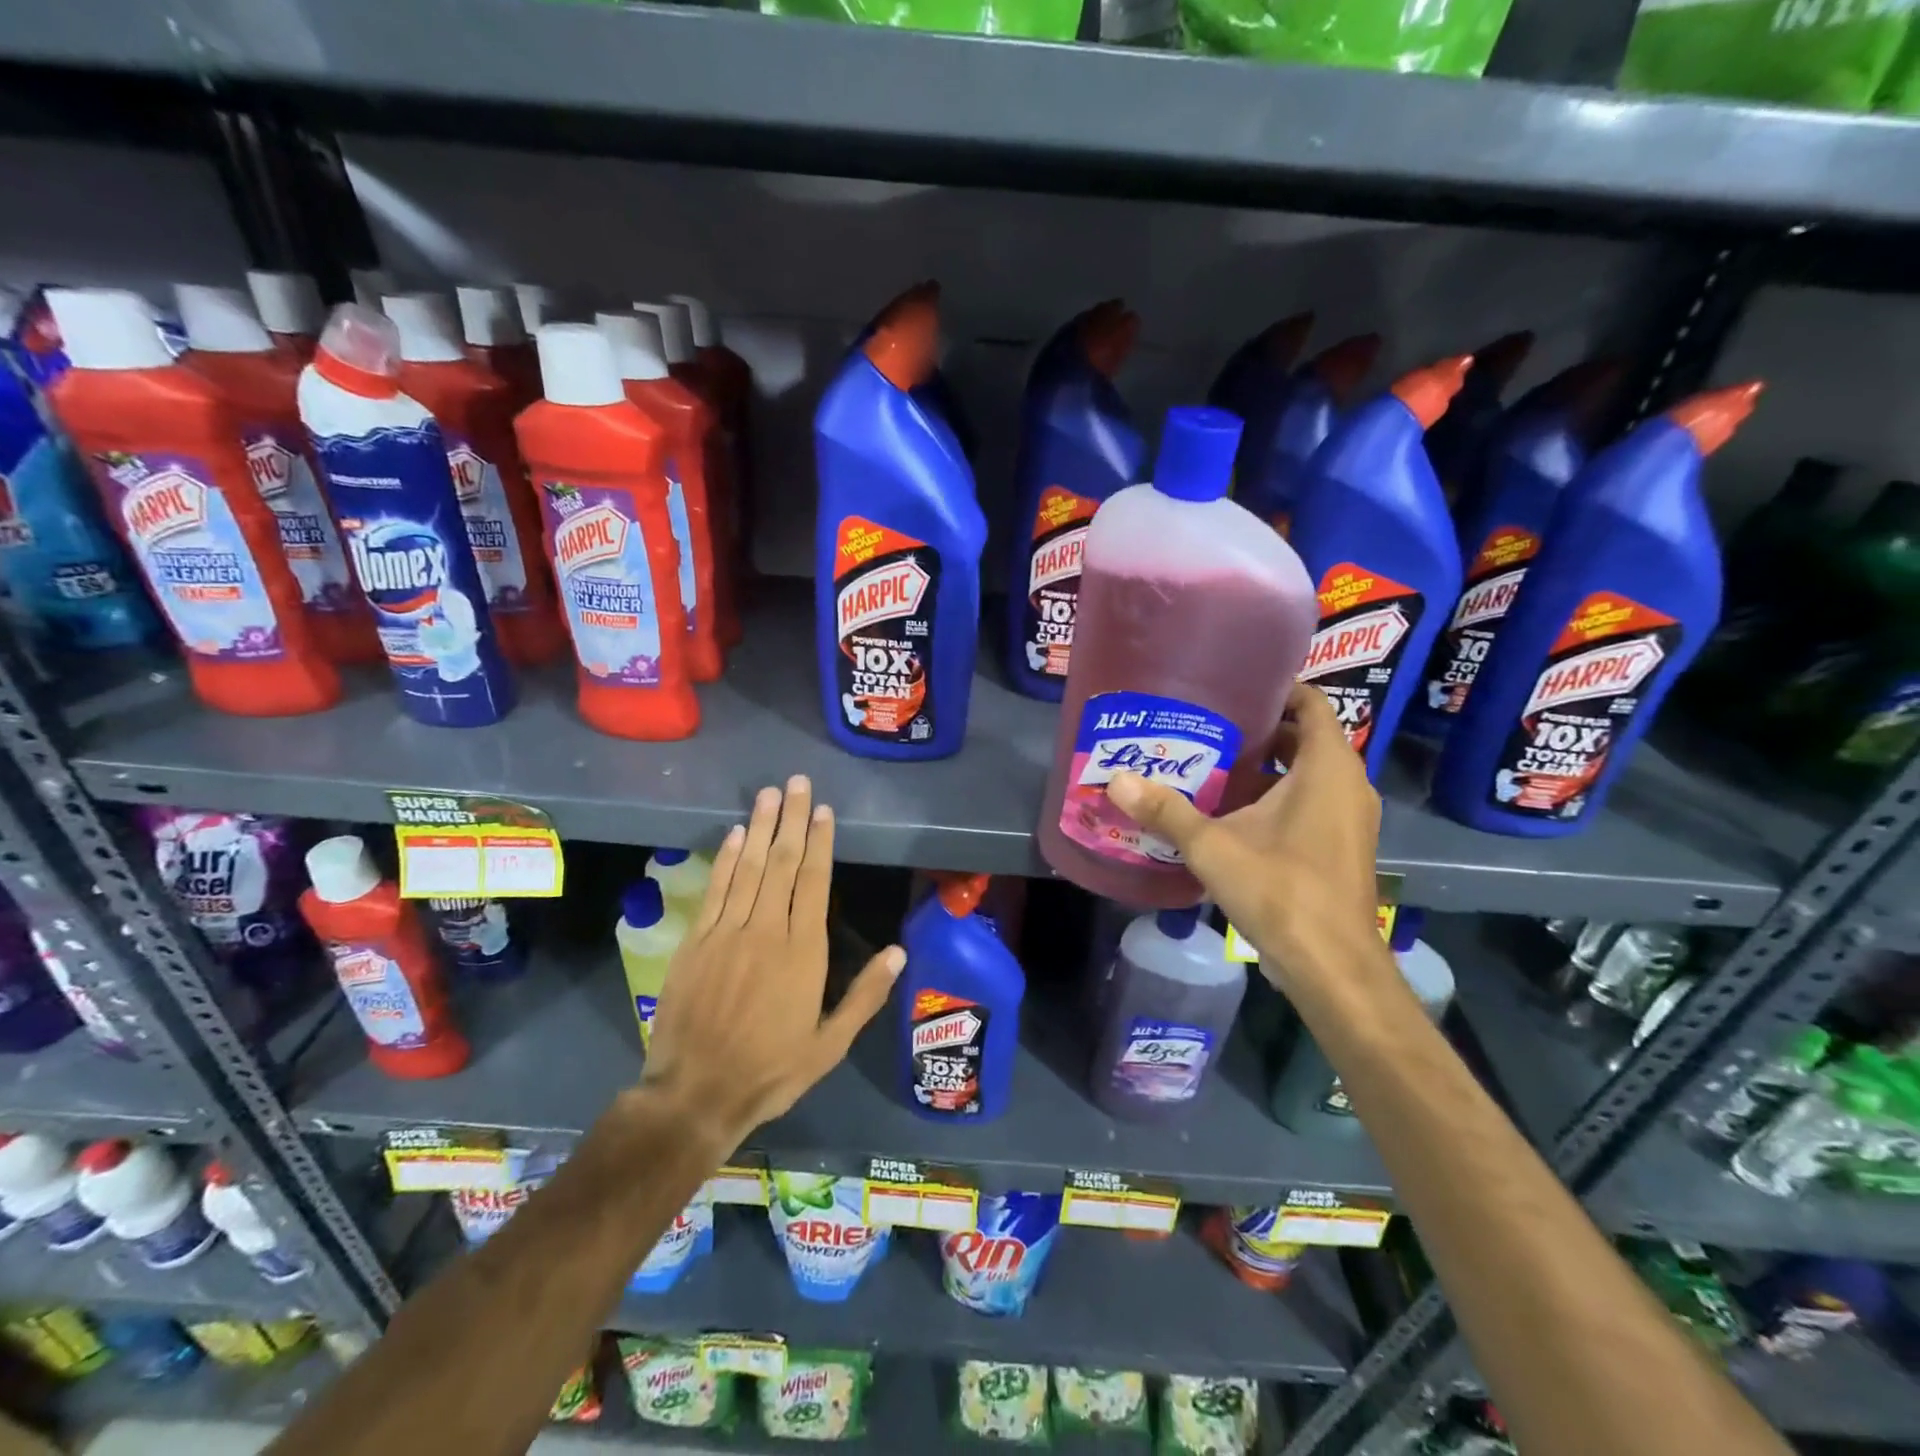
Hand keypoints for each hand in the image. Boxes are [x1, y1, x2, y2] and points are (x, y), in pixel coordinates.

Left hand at [640, 776, 904, 1150]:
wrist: (696, 1094)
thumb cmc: (771, 1070)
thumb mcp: (830, 1044)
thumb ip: (865, 995)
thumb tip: (898, 951)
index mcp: (803, 952)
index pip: (813, 882)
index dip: (819, 843)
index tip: (823, 811)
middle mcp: (766, 930)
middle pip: (781, 863)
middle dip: (791, 820)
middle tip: (797, 782)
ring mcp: (727, 932)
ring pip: (748, 867)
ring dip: (759, 827)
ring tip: (769, 794)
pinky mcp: (695, 941)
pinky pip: (715, 889)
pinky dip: (725, 859)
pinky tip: (733, 835)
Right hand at [1105, 682, 1380, 990]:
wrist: (1331, 965)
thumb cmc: (1280, 890)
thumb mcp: (1213, 847)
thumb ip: (1166, 810)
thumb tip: (1116, 779)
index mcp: (1327, 768)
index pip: (1311, 704)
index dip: (1277, 690)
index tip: (1233, 689)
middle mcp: (1348, 785)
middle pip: (1306, 739)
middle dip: (1262, 731)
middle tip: (1209, 727)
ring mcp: (1350, 819)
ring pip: (1309, 775)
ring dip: (1269, 768)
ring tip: (1214, 764)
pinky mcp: (1343, 847)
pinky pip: (1313, 803)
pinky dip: (1281, 797)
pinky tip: (1235, 813)